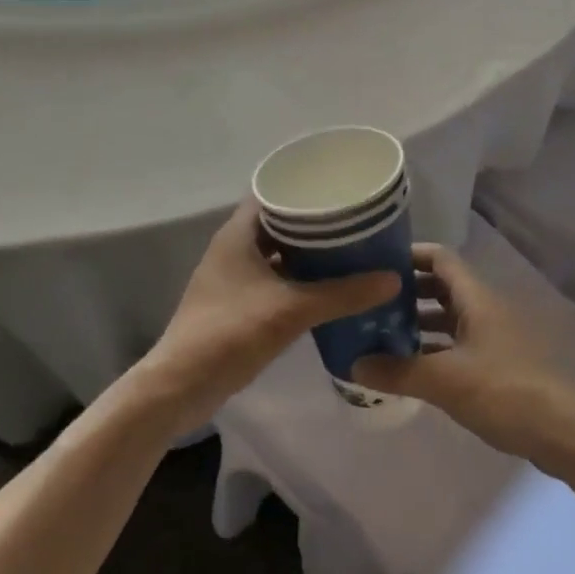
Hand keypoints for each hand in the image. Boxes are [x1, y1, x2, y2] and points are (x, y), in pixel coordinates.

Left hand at [135, 201, 398, 433]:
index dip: (304, 186)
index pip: (273, 193)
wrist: (182, 387)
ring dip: (307, 252)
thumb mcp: (291, 310)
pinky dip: (298, 278)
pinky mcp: (237, 304)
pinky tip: (328, 286)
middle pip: (278, 222)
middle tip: (355, 219)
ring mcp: (233, 277)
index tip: (340, 187)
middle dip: (314, 221)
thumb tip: (392, 278)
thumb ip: (342, 294)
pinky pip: (274, 278)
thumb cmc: (230, 333)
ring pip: (277, 252)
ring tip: (349, 249)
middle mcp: (233, 248)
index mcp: (237, 235)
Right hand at [351, 243, 574, 476]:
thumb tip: (353, 363)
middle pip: (440, 286)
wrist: (563, 432)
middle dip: (406, 291)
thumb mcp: (445, 381)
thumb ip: (398, 371)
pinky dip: (432, 349)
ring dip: (417, 322)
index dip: (409, 254)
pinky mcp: (495, 364)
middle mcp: (483, 309)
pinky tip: (409, 367)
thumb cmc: (505, 391)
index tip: (375, 264)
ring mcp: (491, 336)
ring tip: (379, 334)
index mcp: (475, 298)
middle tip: (369, 303)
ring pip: (447, 317)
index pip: (439, 257)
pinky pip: (455, 344)